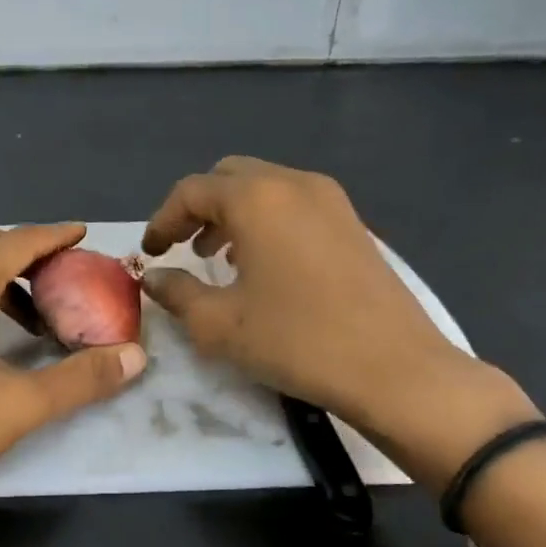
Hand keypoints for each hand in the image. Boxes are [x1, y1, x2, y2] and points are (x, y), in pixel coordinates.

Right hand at [141, 157, 533, 484]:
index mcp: (257, 199)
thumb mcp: (219, 324)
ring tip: (217, 258)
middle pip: (229, 177)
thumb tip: (155, 278)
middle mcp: (294, 184)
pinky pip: (294, 205)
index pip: (192, 190)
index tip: (151, 253)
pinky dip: (266, 222)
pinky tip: (262, 266)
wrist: (395, 369)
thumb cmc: (296, 341)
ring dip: (232, 214)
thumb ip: (177, 293)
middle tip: (182, 248)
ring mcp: (331, 201)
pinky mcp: (353, 224)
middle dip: (198, 208)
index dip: (162, 220)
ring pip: (265, 188)